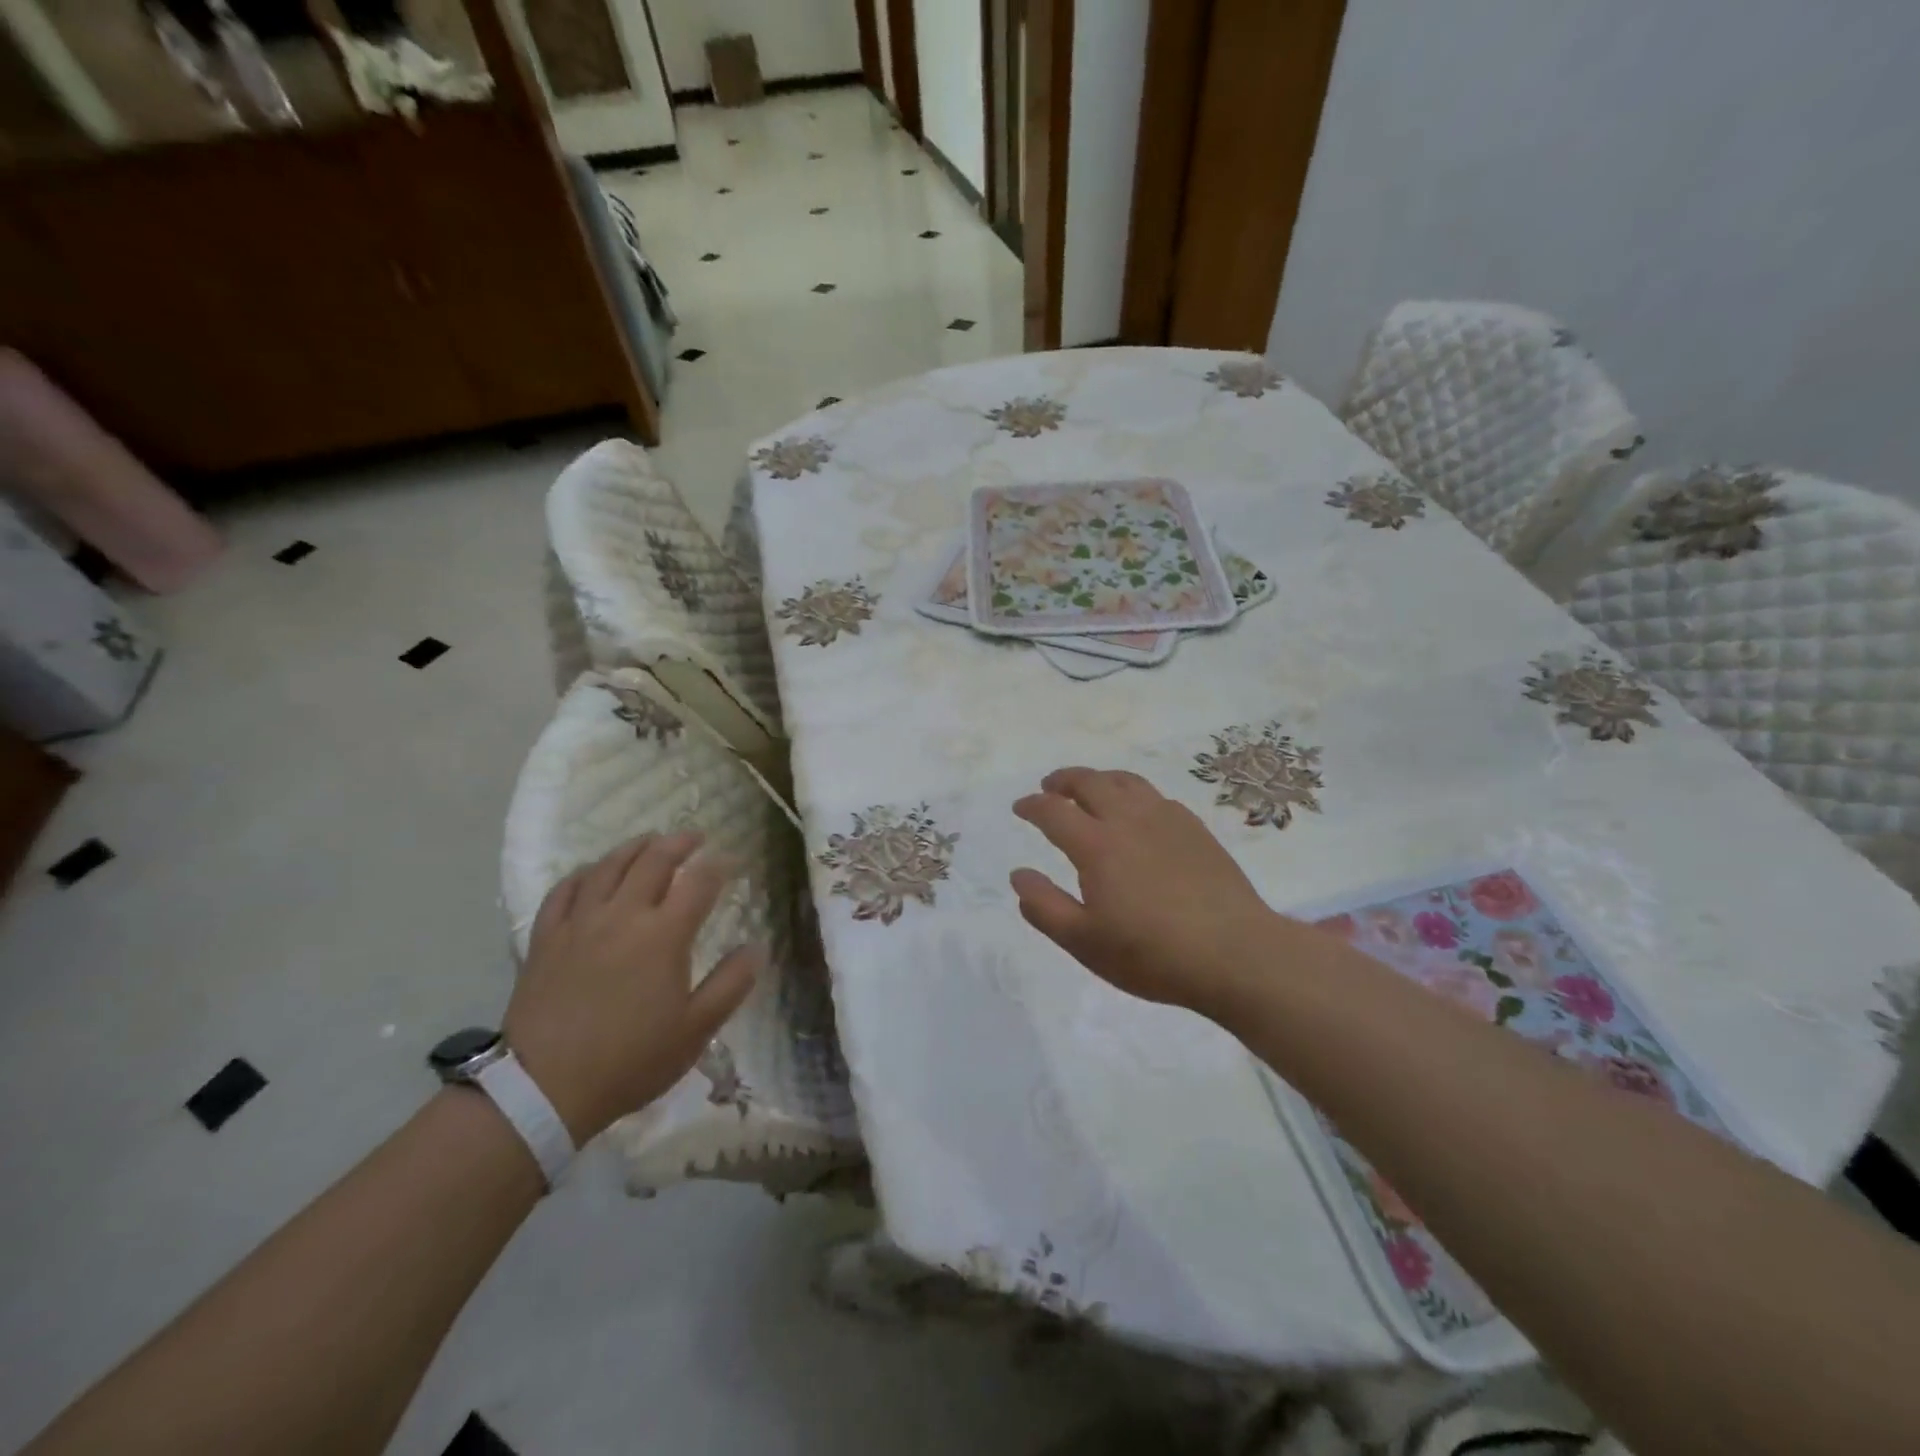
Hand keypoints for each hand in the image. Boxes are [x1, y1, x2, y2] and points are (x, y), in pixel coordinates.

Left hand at [505, 831, 762, 1142]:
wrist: (543, 1088)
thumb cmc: (630, 1060)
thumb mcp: (696, 1030)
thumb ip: (731, 984)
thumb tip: (757, 947)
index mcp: (664, 934)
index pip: (699, 882)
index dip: (719, 865)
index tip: (731, 860)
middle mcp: (623, 915)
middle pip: (653, 861)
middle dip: (678, 843)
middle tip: (694, 837)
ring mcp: (580, 923)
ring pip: (608, 867)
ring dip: (633, 848)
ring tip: (649, 841)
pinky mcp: (546, 938)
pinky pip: (563, 891)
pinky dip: (583, 874)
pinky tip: (591, 873)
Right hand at [1011, 768, 1282, 1018]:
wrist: (1235, 953)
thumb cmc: (1152, 953)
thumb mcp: (1084, 942)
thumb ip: (1045, 907)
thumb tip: (1018, 875)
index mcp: (1097, 845)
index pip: (1054, 811)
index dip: (1032, 806)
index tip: (1020, 807)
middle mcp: (1128, 820)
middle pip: (1090, 782)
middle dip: (1063, 780)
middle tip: (1050, 786)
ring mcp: (1166, 820)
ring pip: (1126, 782)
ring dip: (1099, 779)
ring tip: (1090, 789)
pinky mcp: (1195, 829)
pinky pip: (1155, 796)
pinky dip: (1133, 794)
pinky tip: (1137, 813)